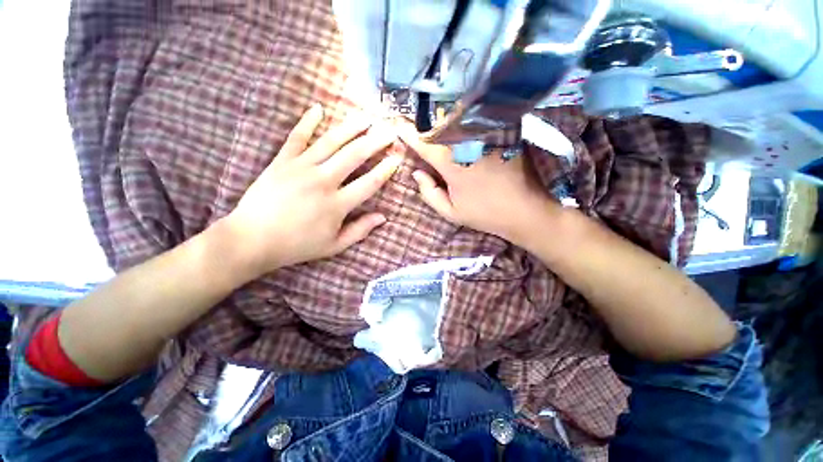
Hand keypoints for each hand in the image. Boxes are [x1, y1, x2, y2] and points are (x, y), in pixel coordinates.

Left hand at [221, 105, 402, 276]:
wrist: (252, 239)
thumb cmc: (297, 245)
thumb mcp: (334, 246)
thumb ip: (360, 230)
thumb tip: (382, 217)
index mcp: (337, 204)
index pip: (370, 182)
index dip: (386, 169)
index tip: (398, 157)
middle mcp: (323, 181)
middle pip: (355, 155)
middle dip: (375, 141)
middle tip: (389, 130)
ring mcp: (301, 168)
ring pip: (331, 142)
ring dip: (351, 127)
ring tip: (366, 116)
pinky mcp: (282, 161)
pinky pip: (297, 137)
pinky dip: (307, 122)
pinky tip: (318, 108)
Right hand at [398, 123, 555, 245]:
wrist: (525, 209)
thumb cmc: (485, 213)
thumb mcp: (451, 212)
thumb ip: (429, 193)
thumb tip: (416, 173)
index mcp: (452, 164)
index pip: (424, 143)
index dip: (408, 132)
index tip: (396, 124)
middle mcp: (467, 143)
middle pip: (439, 124)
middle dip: (424, 122)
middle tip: (415, 123)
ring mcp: (486, 135)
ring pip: (458, 117)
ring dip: (443, 117)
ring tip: (435, 120)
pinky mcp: (502, 132)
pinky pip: (478, 119)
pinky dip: (465, 117)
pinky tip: (460, 121)